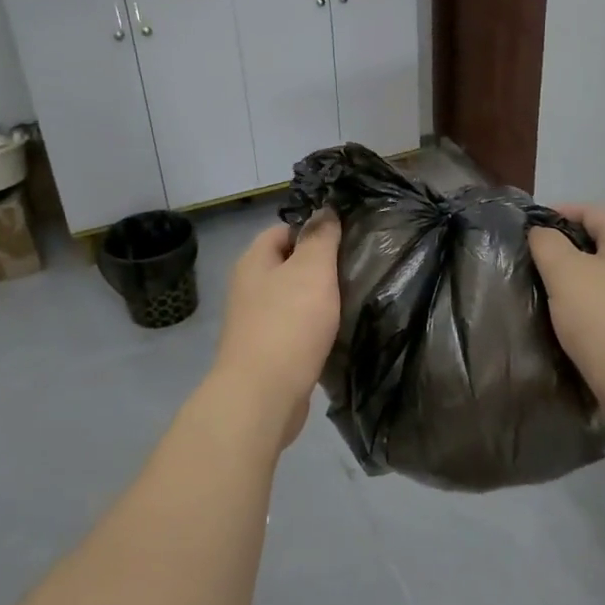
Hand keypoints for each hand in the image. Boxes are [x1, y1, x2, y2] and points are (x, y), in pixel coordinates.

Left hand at [209, 215, 341, 448]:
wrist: (262, 395)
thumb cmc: (288, 323)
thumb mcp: (311, 270)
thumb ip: (320, 237)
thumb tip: (324, 209)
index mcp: (254, 261)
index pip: (283, 229)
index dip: (313, 229)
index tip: (346, 239)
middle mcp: (248, 287)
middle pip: (287, 264)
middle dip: (319, 266)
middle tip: (355, 268)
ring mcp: (254, 322)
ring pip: (292, 298)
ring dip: (317, 299)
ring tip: (352, 299)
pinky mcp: (266, 352)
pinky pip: (293, 328)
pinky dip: (313, 328)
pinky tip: (336, 333)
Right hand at [529, 206, 604, 441]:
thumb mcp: (566, 272)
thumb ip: (548, 244)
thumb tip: (541, 233)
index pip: (591, 211)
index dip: (558, 212)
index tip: (525, 229)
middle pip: (596, 244)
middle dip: (560, 249)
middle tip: (525, 261)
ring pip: (598, 278)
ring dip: (568, 282)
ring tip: (536, 291)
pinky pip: (602, 308)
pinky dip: (579, 309)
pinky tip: (558, 322)